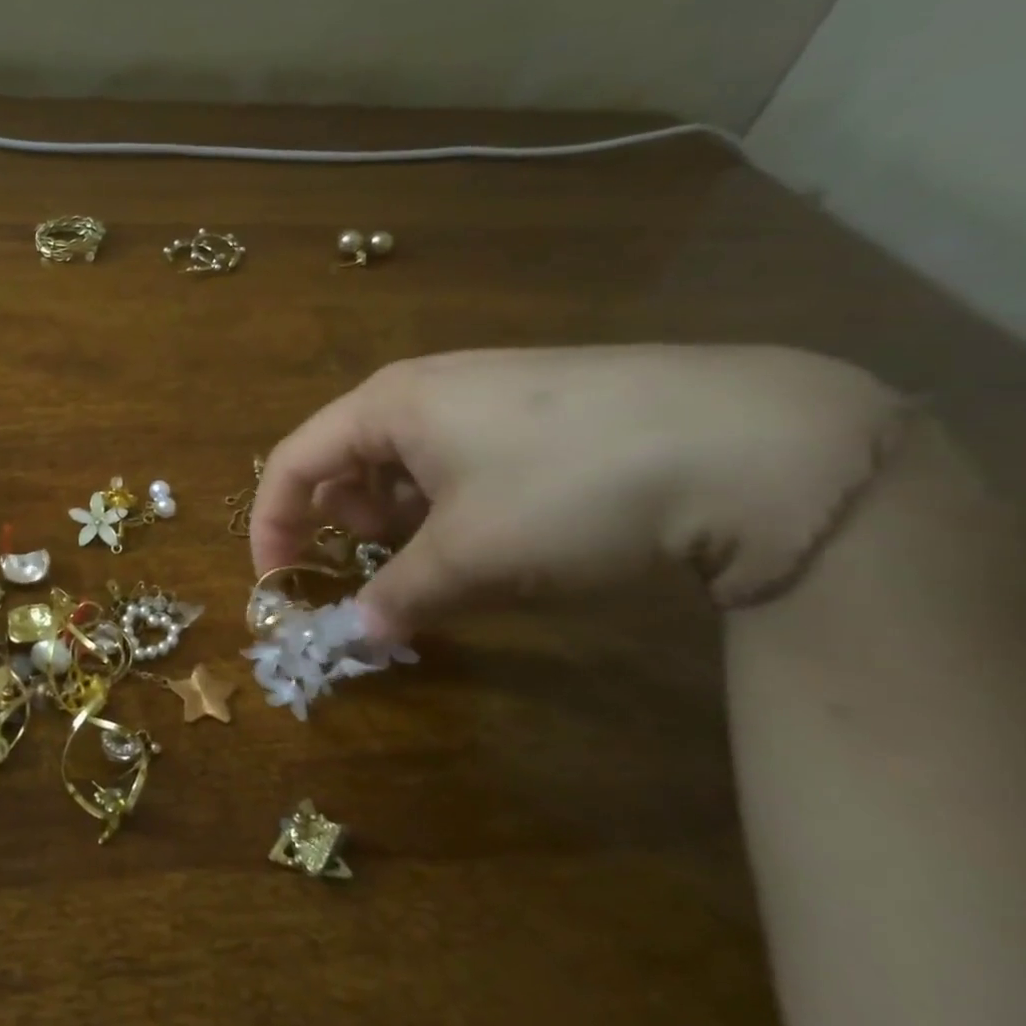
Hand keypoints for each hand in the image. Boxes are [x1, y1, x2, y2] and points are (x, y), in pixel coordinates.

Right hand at [252, 345, 902, 641]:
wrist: (752, 442)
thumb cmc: (569, 490)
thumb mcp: (471, 556)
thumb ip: (398, 597)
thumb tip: (356, 637)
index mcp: (387, 405)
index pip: (293, 463)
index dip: (274, 526)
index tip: (281, 585)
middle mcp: (423, 388)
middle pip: (345, 462)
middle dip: (349, 526)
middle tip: (387, 573)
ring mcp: (482, 393)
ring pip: (404, 464)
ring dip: (404, 522)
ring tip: (452, 560)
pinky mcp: (533, 409)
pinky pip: (456, 460)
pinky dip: (451, 505)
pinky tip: (505, 532)